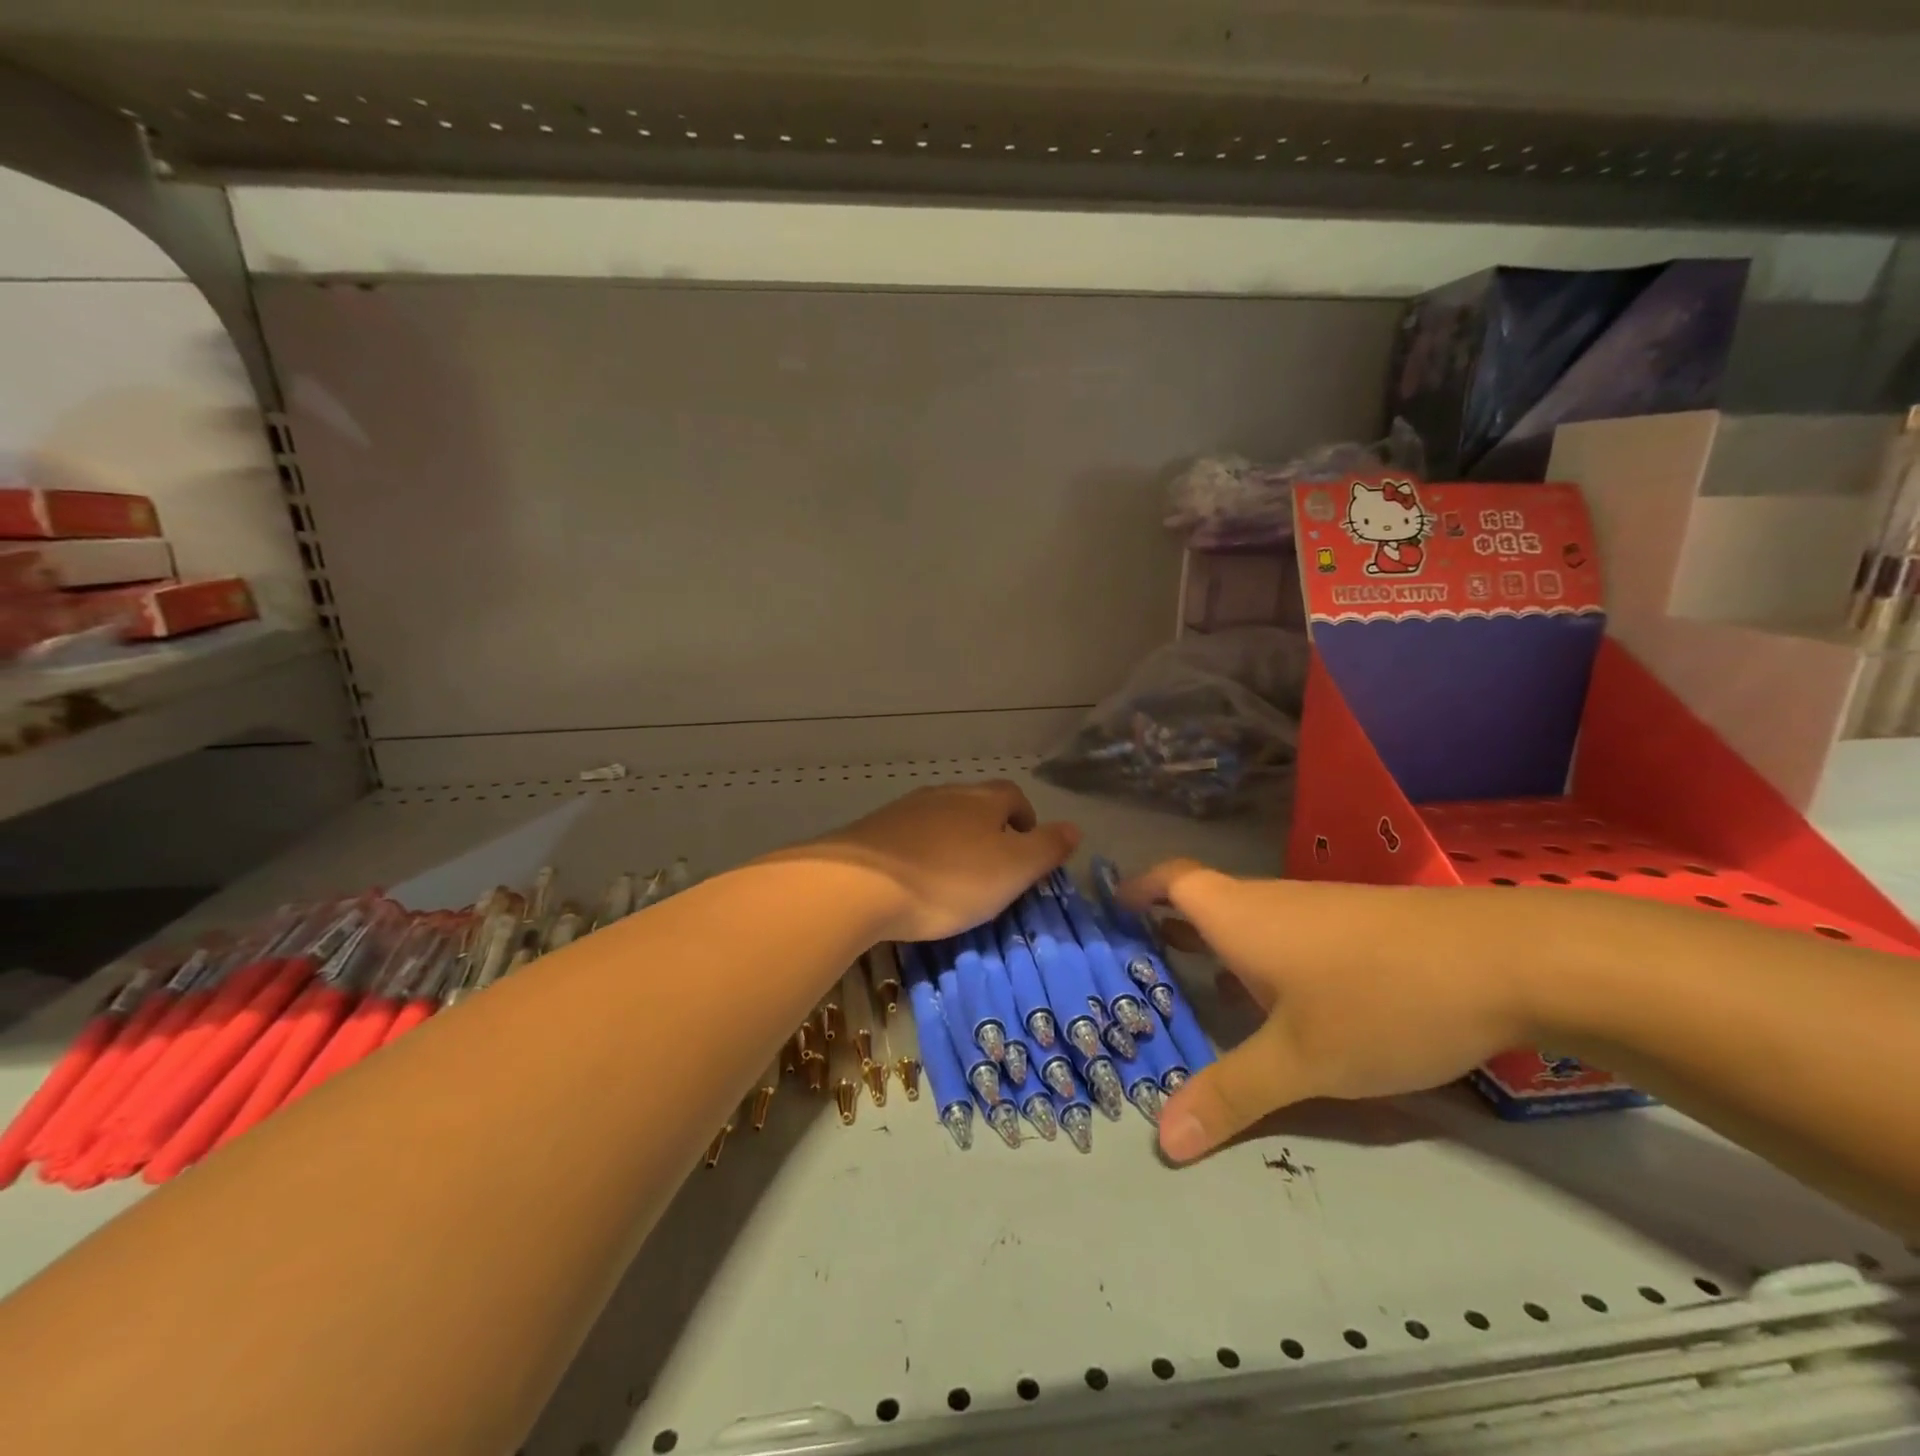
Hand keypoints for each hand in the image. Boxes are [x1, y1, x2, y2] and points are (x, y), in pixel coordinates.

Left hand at [790, 781, 1079, 943]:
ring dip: (953, 843)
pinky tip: (914, 882)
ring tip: (954, 880)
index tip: (1027, 849)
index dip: (1025, 819)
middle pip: (975, 805)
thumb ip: (1046, 848)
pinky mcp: (872, 832)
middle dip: (989, 831)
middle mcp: (943, 795)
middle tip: (993, 870)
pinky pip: (908, 838)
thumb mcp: (1012, 870)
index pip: (1012, 796)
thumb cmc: (949, 879)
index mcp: (982, 800)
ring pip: (940, 820)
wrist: (859, 884)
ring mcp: (904, 810)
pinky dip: (920, 854)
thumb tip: (1075, 828)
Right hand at [1120, 860, 1535, 1162]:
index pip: (1172, 880)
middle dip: (1170, 931)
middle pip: (1204, 902)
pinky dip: (1261, 961)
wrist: (1508, 961)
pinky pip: (1286, 938)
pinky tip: (1278, 1006)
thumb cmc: (1380, 998)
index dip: (1139, 888)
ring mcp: (1317, 913)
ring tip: (1197, 992)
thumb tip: (1163, 1141)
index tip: (1112, 909)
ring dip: (1217, 949)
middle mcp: (1269, 903)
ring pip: (1249, 923)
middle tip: (1140, 969)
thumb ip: (1231, 1095)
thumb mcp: (1301, 1060)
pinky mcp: (1357, 929)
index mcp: (1238, 915)